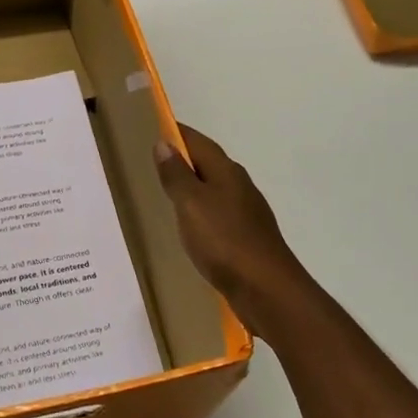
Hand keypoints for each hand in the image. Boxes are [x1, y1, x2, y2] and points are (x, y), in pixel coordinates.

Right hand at [153, 124, 309, 327]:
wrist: (266, 290)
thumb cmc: (224, 240)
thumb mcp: (191, 204)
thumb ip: (176, 175)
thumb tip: (164, 143)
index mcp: (226, 171)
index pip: (198, 141)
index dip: (176, 133)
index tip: (152, 128)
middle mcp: (240, 186)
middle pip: (208, 164)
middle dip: (183, 159)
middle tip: (151, 162)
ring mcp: (247, 213)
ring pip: (214, 190)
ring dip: (193, 188)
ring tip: (165, 194)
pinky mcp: (247, 238)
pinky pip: (218, 215)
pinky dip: (201, 213)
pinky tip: (190, 227)